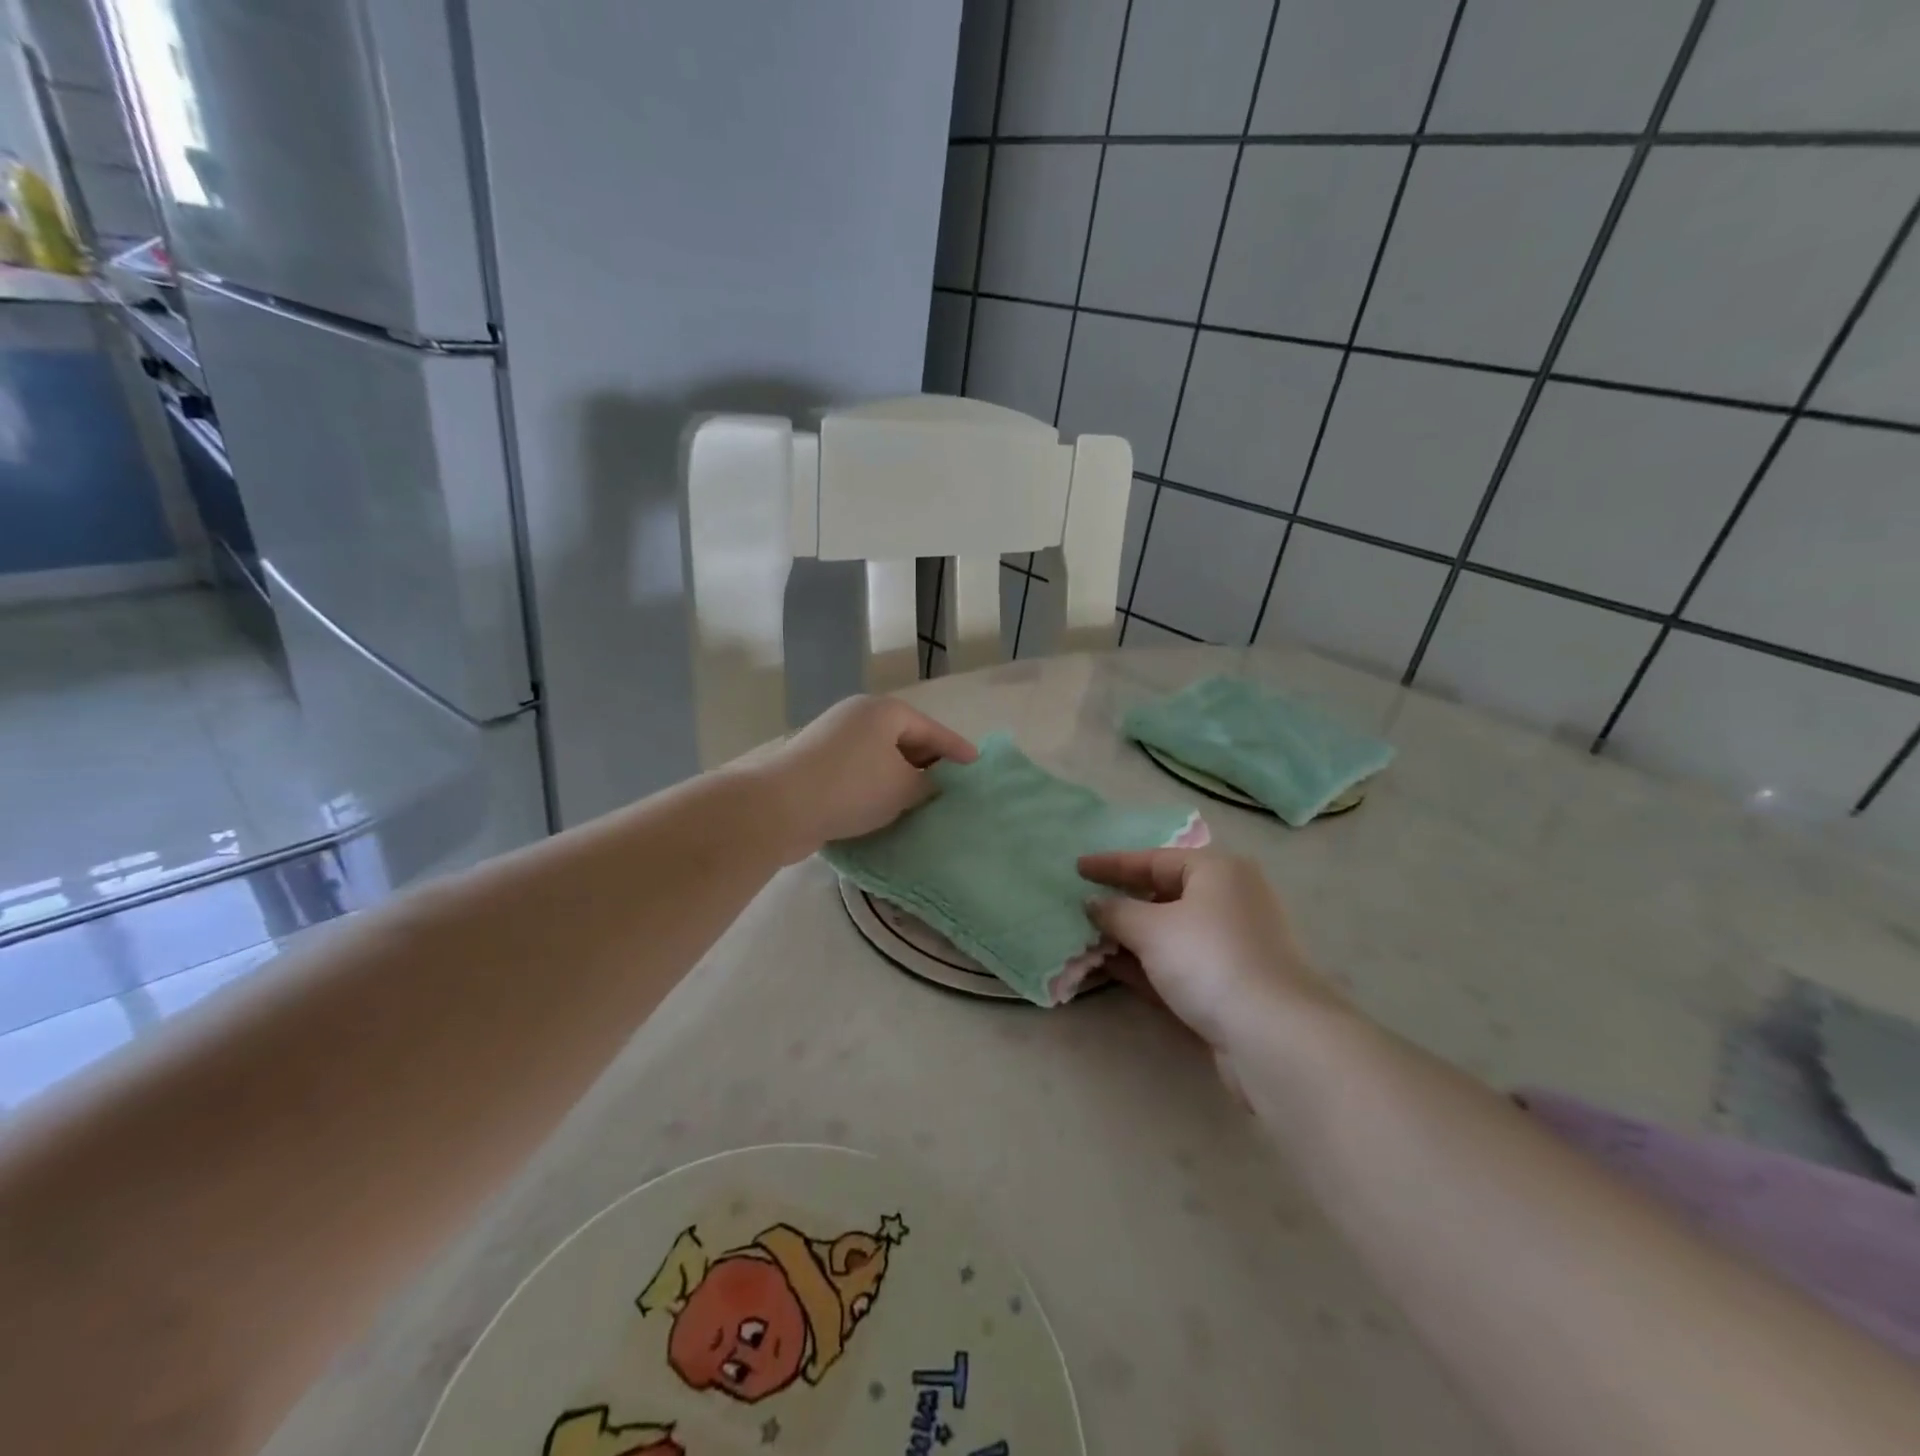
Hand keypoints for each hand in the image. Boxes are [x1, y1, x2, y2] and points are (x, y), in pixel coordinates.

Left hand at [761, 696, 976, 858]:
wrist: (779, 807)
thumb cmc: (852, 787)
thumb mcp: (903, 787)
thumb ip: (927, 785)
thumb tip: (931, 785)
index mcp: (884, 712)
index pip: (932, 730)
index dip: (957, 750)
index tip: (977, 766)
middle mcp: (858, 718)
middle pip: (905, 740)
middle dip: (928, 765)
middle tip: (952, 788)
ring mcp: (833, 741)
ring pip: (880, 759)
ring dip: (901, 780)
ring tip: (923, 804)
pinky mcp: (816, 767)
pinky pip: (859, 774)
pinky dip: (877, 789)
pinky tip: (887, 811)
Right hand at [1078, 850, 1341, 1055]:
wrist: (1274, 1035)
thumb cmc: (1209, 959)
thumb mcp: (1152, 928)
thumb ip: (1116, 912)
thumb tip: (1094, 904)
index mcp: (1218, 872)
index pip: (1154, 859)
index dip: (1112, 864)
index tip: (1077, 868)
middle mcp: (1230, 901)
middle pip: (1165, 894)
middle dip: (1122, 903)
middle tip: (1083, 905)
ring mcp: (1234, 945)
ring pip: (1171, 933)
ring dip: (1131, 938)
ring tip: (1088, 940)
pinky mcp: (1232, 985)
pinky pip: (1180, 964)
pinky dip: (1147, 965)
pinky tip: (1112, 970)